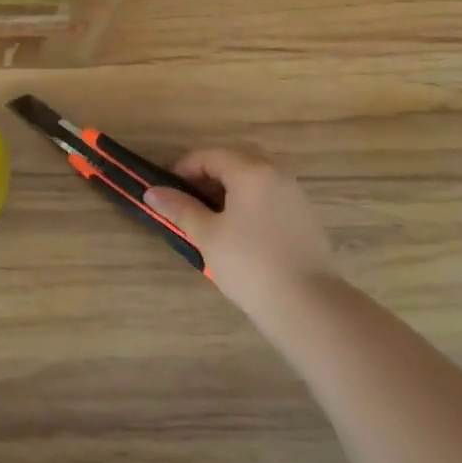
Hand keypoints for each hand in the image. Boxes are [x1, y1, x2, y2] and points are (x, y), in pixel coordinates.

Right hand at [143, 147, 334, 316]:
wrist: (309, 306)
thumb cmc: (250, 264)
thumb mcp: (207, 235)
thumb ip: (180, 208)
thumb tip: (152, 192)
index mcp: (251, 171)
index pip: (210, 156)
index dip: (184, 168)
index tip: (168, 192)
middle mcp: (277, 174)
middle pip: (235, 160)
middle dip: (208, 175)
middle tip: (189, 200)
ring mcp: (295, 195)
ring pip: (255, 178)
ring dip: (230, 188)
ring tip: (212, 217)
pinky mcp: (306, 217)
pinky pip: (270, 195)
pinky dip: (250, 201)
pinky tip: (240, 231)